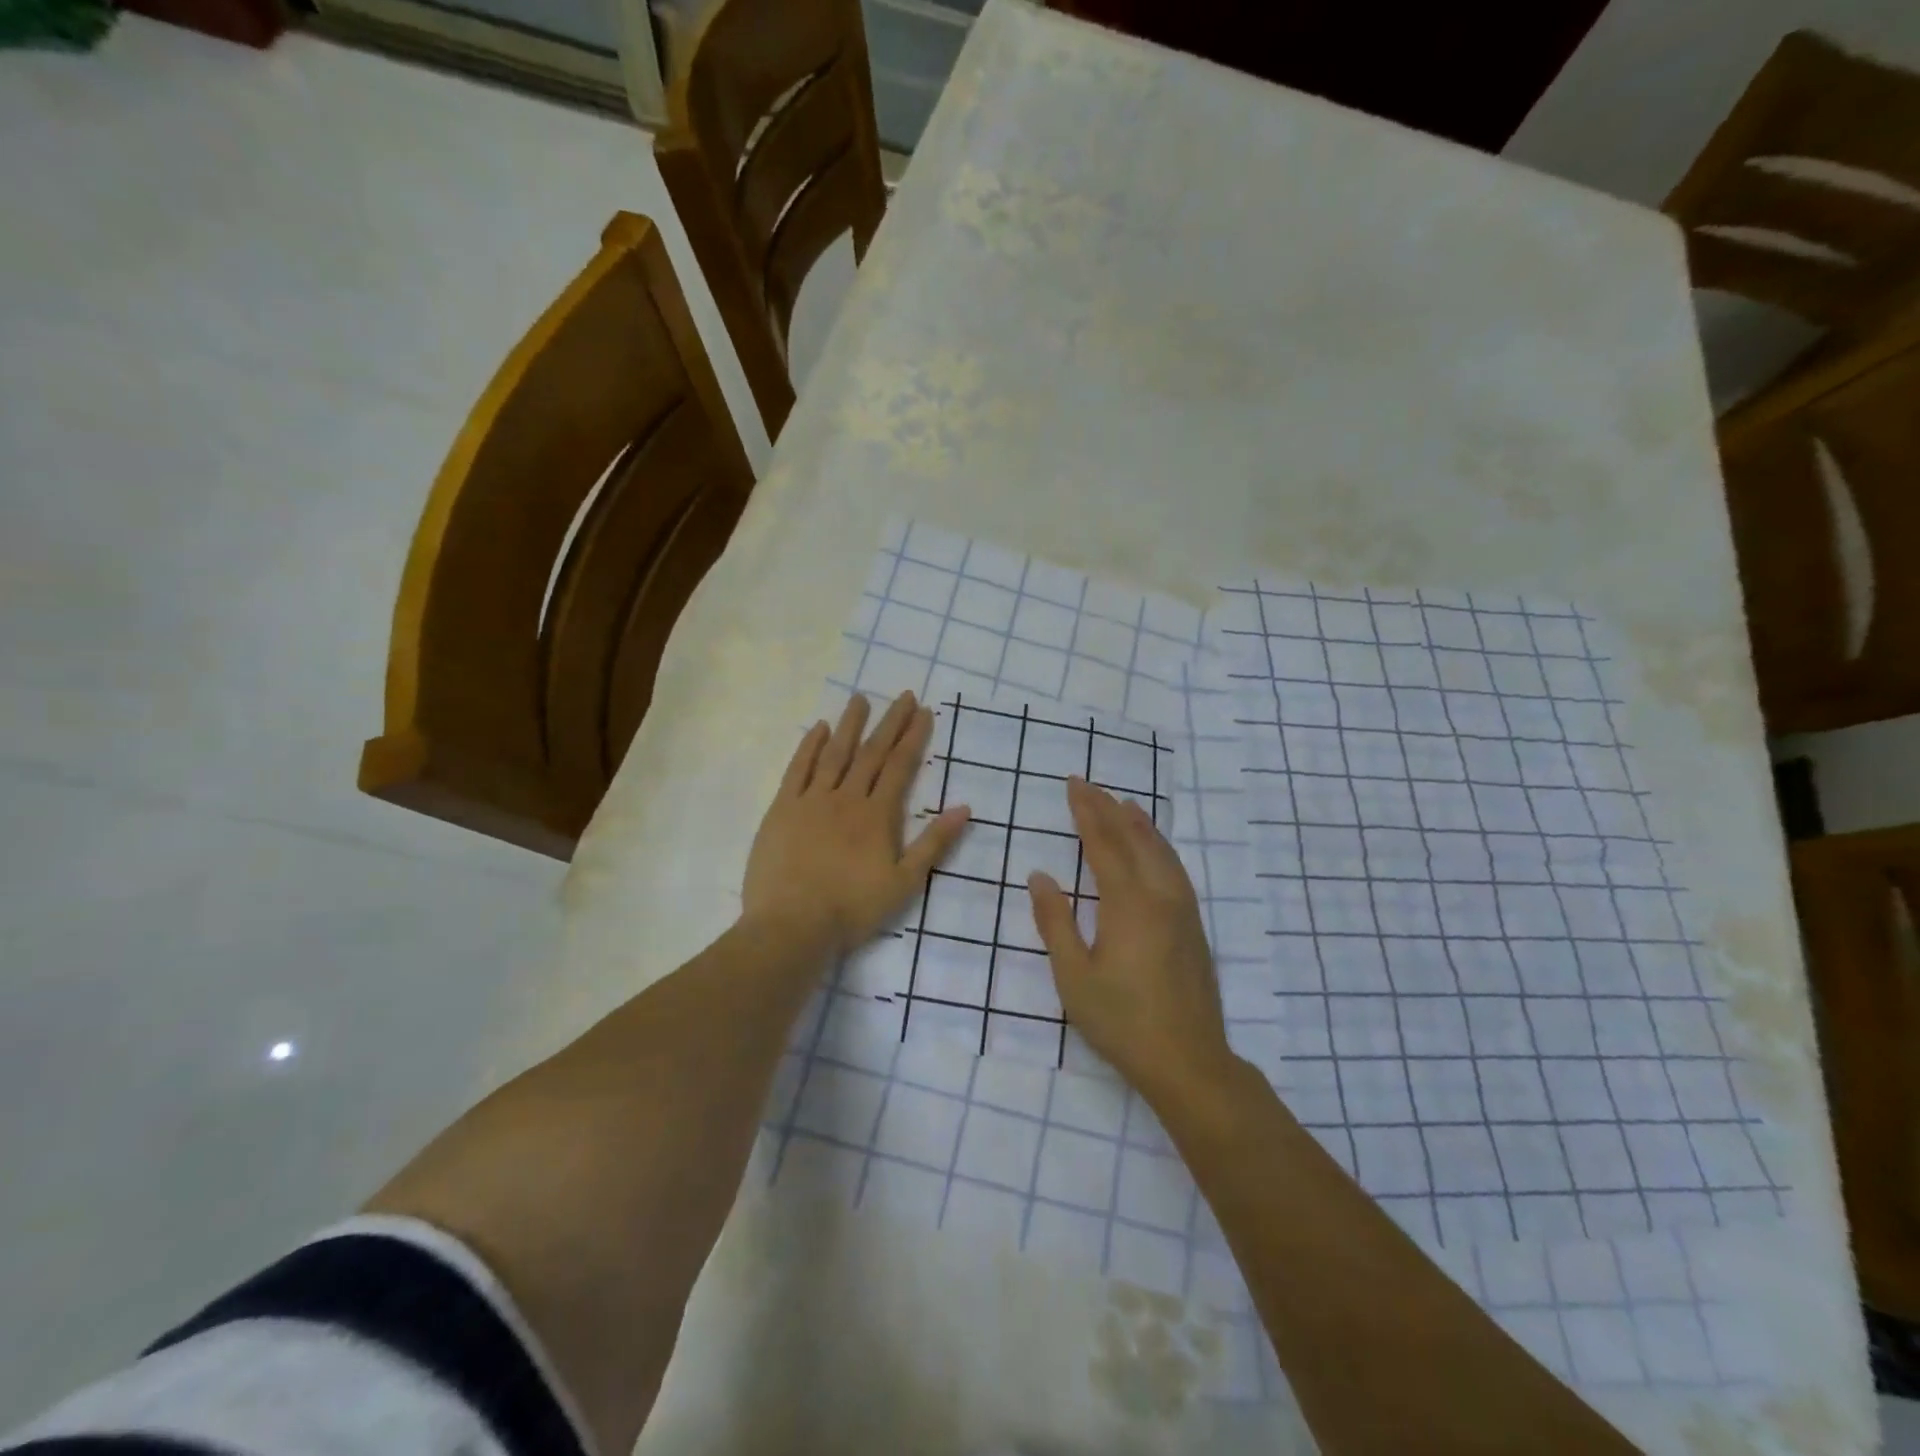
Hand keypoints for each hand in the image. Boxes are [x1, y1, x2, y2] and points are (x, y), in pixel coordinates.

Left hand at [744, 691, 969, 956]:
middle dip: (889, 723)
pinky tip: (817, 728)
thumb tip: (964, 808)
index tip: (923, 711)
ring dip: (849, 725)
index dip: (913, 737)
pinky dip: (809, 747)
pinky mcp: (782, 809)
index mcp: (877, 815)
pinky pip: (797, 770)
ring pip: (834, 754)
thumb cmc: (852, 909)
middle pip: (871, 753)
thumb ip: (934, 843)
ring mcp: (811, 801)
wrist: (792, 925)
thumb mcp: (905, 882)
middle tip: (902, 695)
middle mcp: (847, 798)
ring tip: (860, 699)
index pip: (900, 767)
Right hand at [1029, 778, 1234, 1098]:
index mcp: (1127, 903)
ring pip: (1161, 851)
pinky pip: (1175, 868)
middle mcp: (1159, 895)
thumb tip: (1040, 876)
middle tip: (1090, 785)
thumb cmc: (1121, 1021)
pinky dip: (1160, 846)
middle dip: (1110, 809)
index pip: (1103, 844)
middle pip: (1134, 839)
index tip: (1074, 785)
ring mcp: (1182, 910)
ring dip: (1139, 823)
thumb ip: (1055, 922)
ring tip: (1124, 803)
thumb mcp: (1074, 976)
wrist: (1188, 1060)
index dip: (1087, 812)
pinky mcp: (1194, 926)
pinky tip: (1155, 848)